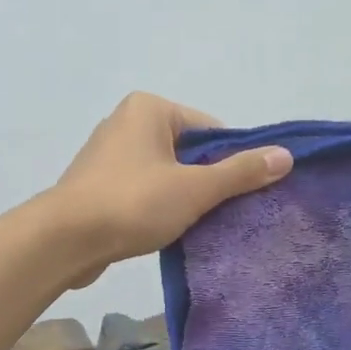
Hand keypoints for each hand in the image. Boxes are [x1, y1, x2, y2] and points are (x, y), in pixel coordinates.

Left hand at [50, 92, 292, 284]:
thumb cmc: (133, 203)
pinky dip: (157, 207)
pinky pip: (142, 190)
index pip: (210, 129)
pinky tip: (168, 231)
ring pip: (165, 173)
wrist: (64, 241)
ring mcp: (108, 155)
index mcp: (149, 109)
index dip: (232, 160)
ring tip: (198, 225)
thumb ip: (240, 172)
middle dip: (207, 181)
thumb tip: (286, 156)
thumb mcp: (195, 188)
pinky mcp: (97, 185)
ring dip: (183, 197)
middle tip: (226, 213)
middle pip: (188, 151)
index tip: (243, 193)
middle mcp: (126, 122)